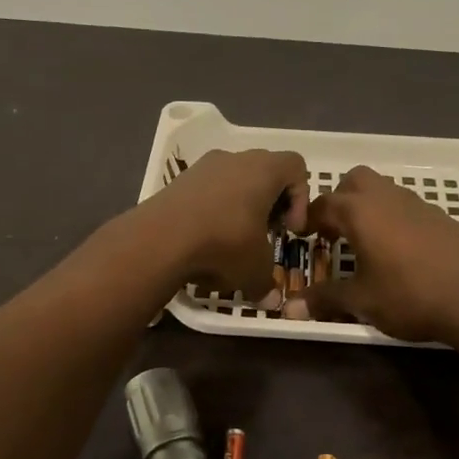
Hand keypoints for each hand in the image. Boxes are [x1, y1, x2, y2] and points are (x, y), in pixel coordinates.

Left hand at [134, 148, 308, 299]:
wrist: (158, 240)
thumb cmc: (223, 245)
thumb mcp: (255, 271)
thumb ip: (268, 283)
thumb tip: (271, 299)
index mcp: (264, 169)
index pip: (296, 166)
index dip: (300, 198)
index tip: (289, 229)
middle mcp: (235, 158)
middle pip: (264, 171)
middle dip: (269, 203)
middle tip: (263, 234)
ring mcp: (202, 166)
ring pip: (233, 180)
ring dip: (239, 207)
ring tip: (231, 241)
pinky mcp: (177, 181)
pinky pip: (206, 190)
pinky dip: (211, 210)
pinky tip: (204, 240)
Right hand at [286, 165, 458, 341]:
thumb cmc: (409, 296)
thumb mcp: (361, 302)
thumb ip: (325, 299)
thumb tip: (291, 309)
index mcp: (360, 212)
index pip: (323, 204)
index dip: (308, 219)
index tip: (302, 236)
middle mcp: (387, 198)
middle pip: (355, 181)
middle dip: (340, 200)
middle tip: (335, 232)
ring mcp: (418, 204)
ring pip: (384, 191)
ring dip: (369, 208)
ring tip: (367, 243)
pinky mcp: (442, 217)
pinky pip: (408, 207)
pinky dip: (395, 220)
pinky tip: (402, 252)